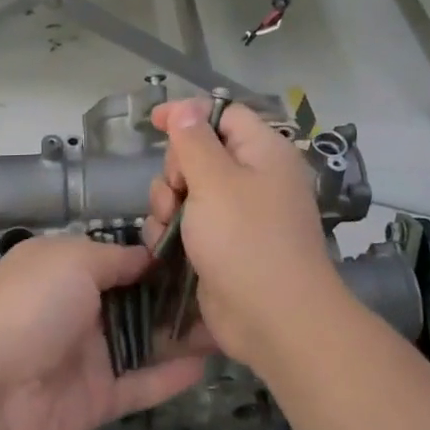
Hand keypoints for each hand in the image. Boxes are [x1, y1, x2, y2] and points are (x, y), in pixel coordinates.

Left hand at [0, 235, 205, 429]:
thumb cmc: (31, 306)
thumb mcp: (72, 260)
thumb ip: (115, 258)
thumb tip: (148, 255)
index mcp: (64, 269)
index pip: (116, 259)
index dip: (153, 257)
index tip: (197, 253)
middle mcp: (77, 309)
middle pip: (134, 301)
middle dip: (174, 297)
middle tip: (222, 292)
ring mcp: (87, 356)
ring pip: (143, 342)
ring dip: (180, 335)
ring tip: (225, 325)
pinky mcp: (97, 399)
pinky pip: (140, 383)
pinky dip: (170, 375)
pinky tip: (207, 363)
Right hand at [142, 99, 346, 368]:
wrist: (275, 320)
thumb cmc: (246, 240)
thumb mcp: (214, 181)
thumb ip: (193, 140)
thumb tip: (185, 108)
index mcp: (263, 152)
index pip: (224, 114)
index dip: (188, 113)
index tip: (154, 122)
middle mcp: (254, 178)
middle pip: (200, 151)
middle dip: (176, 169)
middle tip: (177, 192)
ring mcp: (239, 214)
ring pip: (188, 189)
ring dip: (168, 203)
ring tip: (168, 225)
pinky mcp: (224, 245)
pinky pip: (189, 222)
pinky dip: (173, 229)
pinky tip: (164, 246)